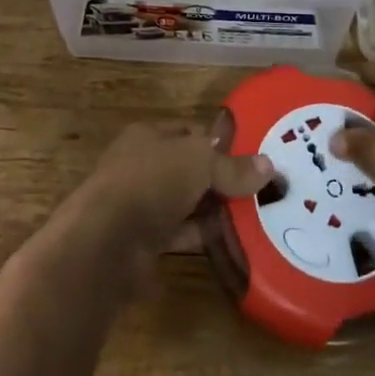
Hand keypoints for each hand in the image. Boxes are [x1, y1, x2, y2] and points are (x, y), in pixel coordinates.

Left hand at [77, 120, 274, 263]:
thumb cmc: (150, 182)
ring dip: (214, 211)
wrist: (105, 242)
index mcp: (147, 136)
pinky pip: (181, 234)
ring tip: (255, 217)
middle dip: (220, 180)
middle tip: (260, 190)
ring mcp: (140, 205)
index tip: (252, 157)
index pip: (189, 132)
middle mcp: (142, 167)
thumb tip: (269, 166)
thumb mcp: (198, 162)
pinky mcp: (142, 242)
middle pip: (188, 170)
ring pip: (185, 203)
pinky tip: (233, 242)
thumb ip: (232, 166)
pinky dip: (203, 237)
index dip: (218, 143)